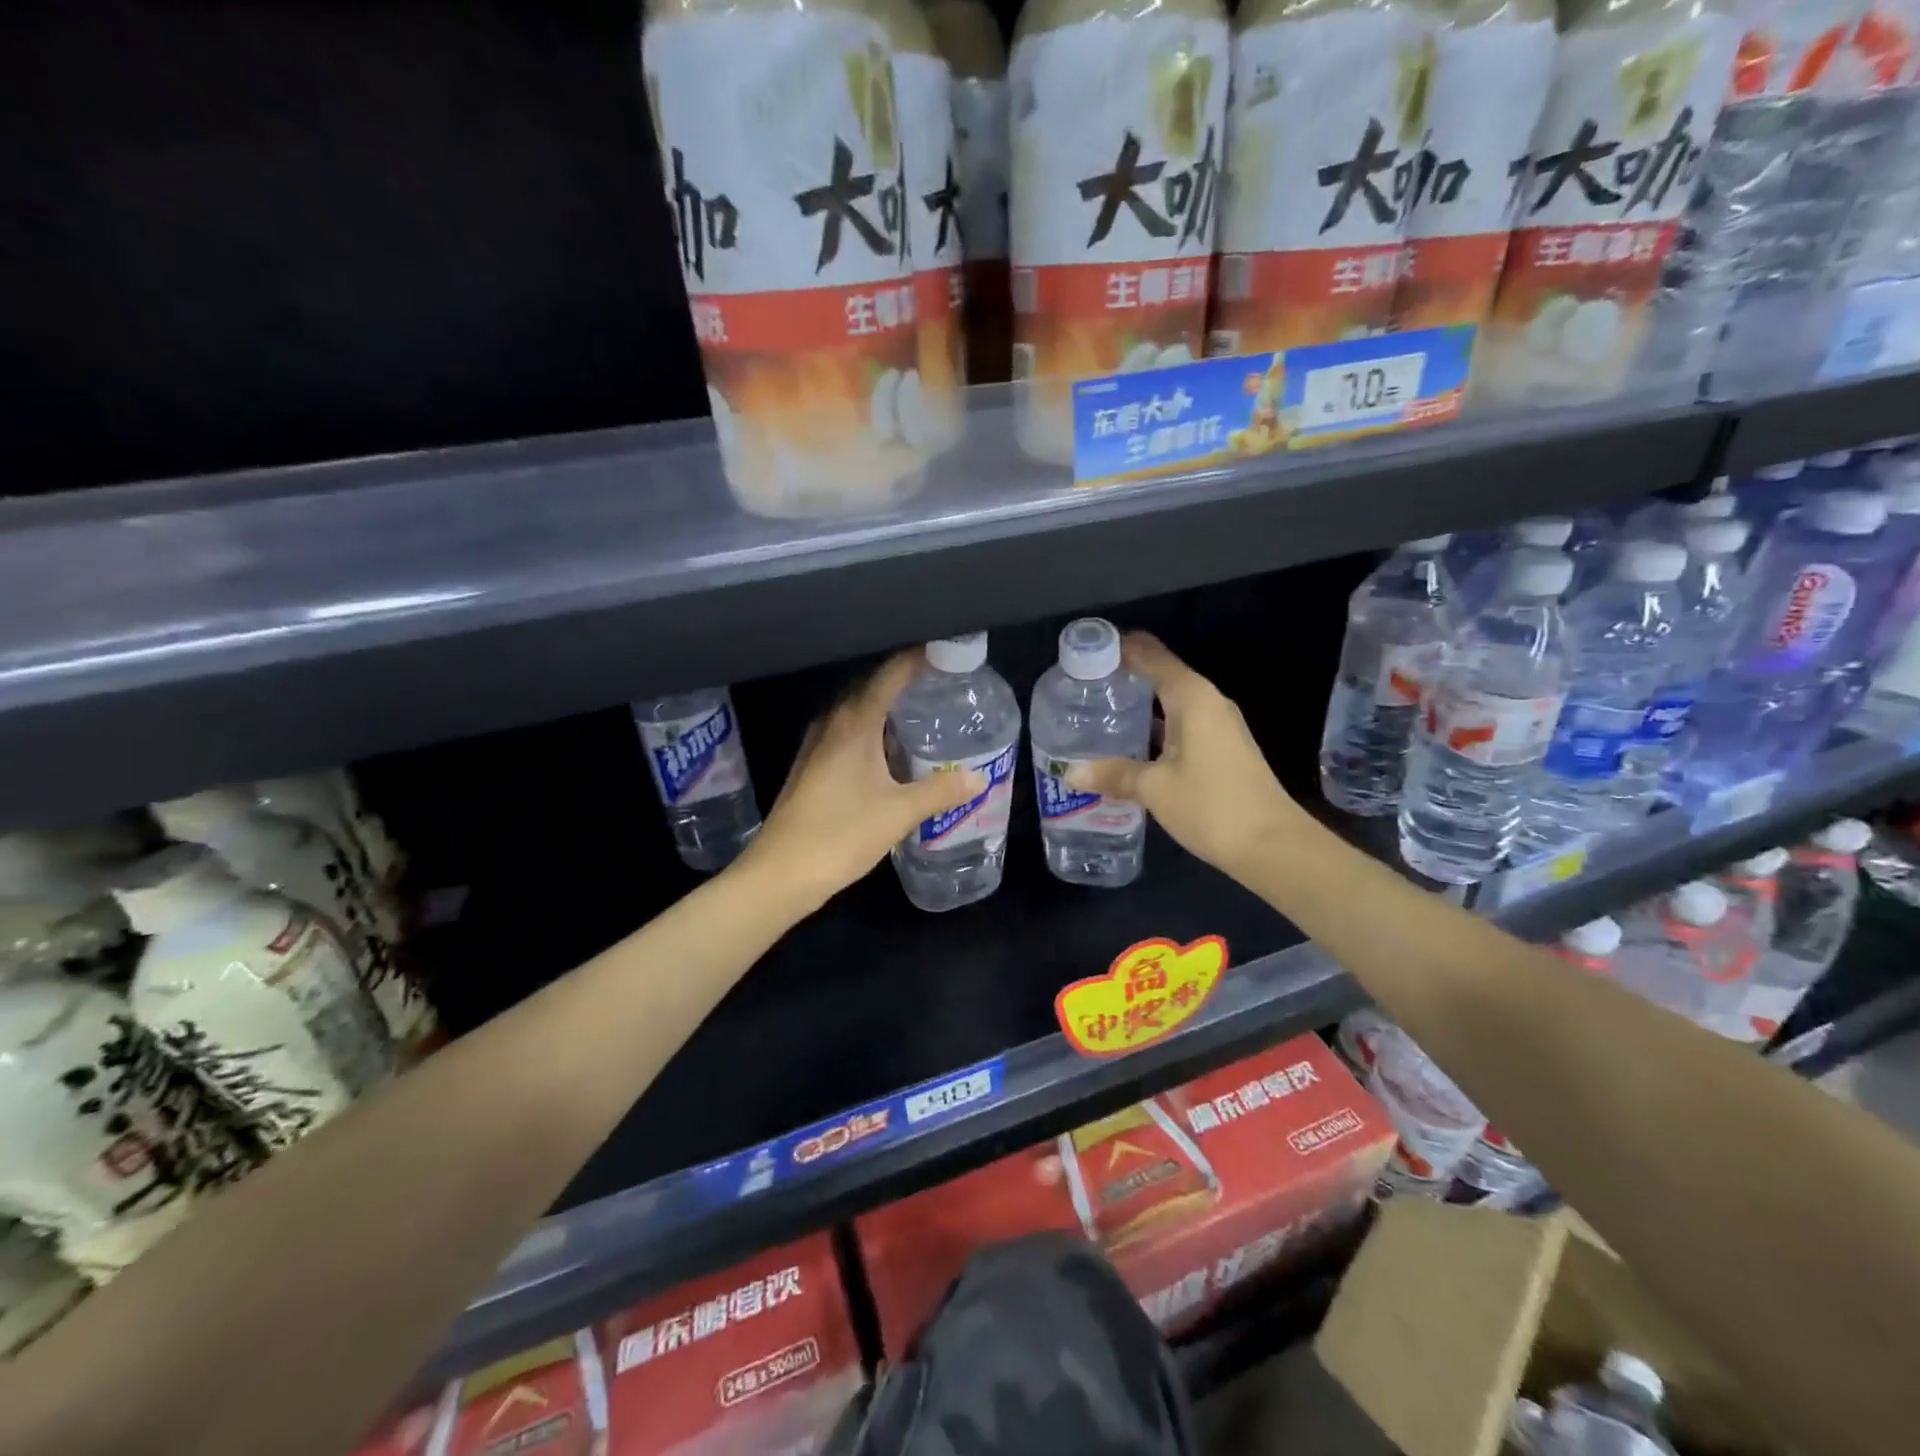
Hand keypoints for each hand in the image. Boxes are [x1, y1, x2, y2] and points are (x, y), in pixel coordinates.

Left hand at [736, 650, 985, 906]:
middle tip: (944, 682)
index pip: (889, 675)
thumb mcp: (898, 813)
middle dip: (906, 680)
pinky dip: (873, 729)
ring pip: (858, 711)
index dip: (917, 659)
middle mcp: (832, 724)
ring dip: (888, 706)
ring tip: (924, 710)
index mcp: (854, 724)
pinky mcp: (812, 766)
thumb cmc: (840, 835)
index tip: (947, 652)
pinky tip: (891, 749)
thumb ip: (940, 791)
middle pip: (871, 687)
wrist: (780, 873)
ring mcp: (817, 745)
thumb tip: (978, 778)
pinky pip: (848, 732)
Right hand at [1066, 633, 1301, 876]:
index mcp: (1192, 697)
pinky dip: (1152, 726)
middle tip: (1080, 685)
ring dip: (1137, 703)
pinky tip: (1127, 744)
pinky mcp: (1220, 748)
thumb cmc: (1212, 806)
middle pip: (1160, 674)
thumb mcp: (1155, 789)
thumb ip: (1114, 774)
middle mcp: (1207, 702)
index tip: (1084, 650)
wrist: (1273, 847)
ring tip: (1095, 710)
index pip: (1151, 655)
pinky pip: (1178, 723)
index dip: (1119, 647)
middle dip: (1122, 675)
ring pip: (1169, 701)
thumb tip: (1071, 773)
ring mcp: (1217, 726)